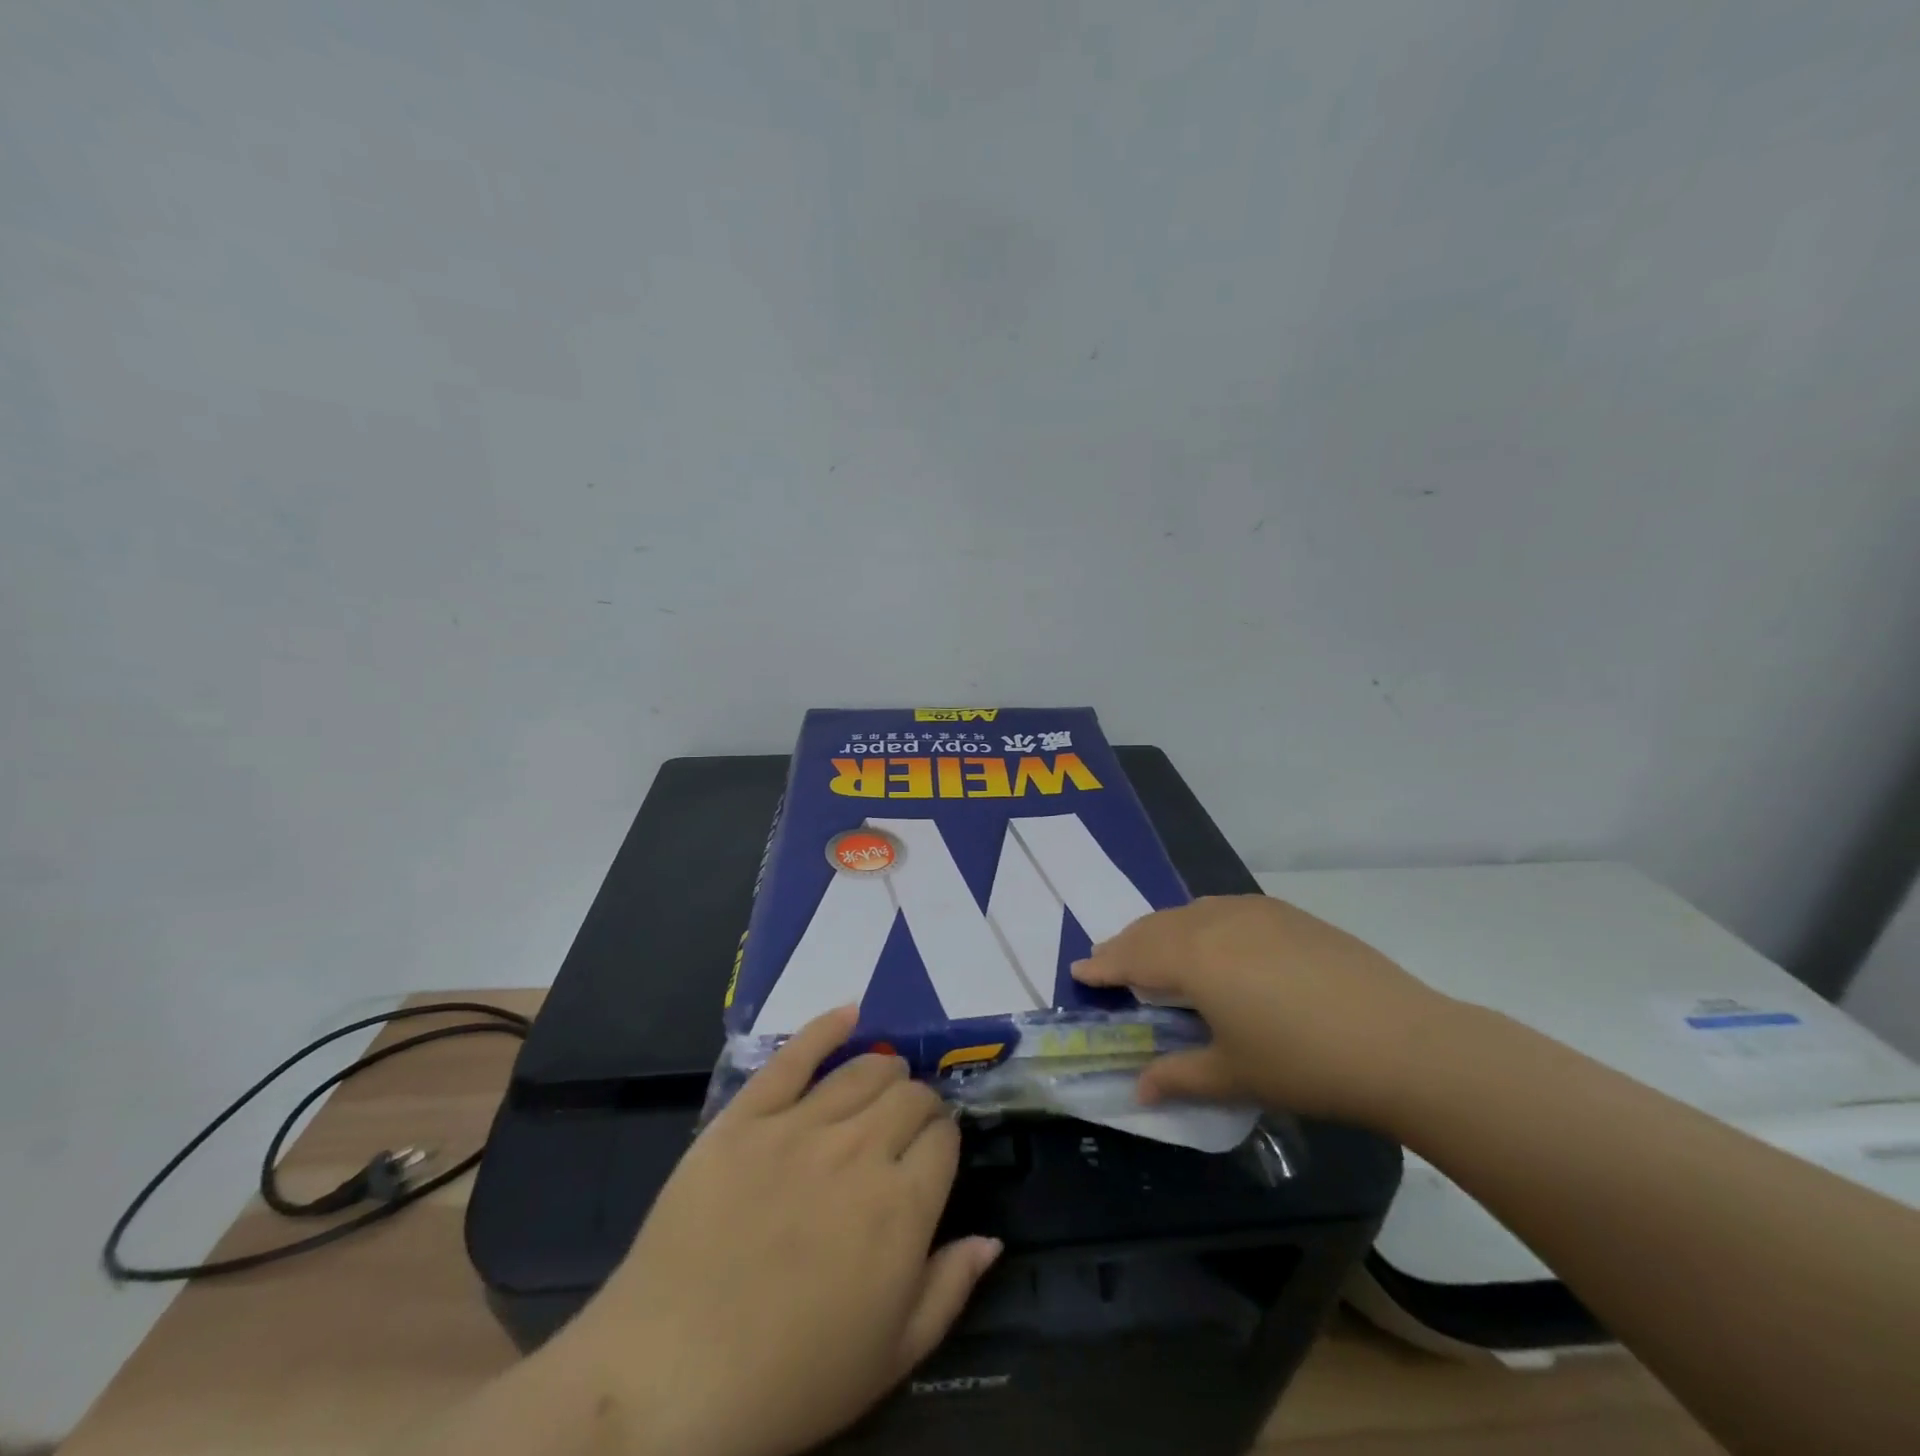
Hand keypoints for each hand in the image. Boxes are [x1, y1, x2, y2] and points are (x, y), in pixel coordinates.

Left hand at [559, 1006, 1000, 1455]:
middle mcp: (860, 1150)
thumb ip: (949, 1289)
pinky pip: (794, 1056)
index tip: (934, 1153)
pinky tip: (849, 1013)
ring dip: (885, 1068)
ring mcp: (800, 1126)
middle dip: (919, 1103)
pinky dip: (826, 1028)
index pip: (944, 1139)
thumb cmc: (789, 1381)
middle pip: (909, 1095)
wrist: (668, 1380)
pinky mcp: (747, 1116)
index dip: (944, 1141)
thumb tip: (992, 1238)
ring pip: (864, 1069)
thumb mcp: (890, 1358)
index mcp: (902, 1207)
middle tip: (907, 1124)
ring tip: (885, 1077)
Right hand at [1072, 894, 1450, 1125]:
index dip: (1103, 965)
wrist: (1401, 1040)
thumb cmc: (1304, 1063)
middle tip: (1109, 960)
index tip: (1080, 969)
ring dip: (1163, 929)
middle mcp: (1214, 922)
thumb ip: (1178, 1076)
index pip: (1133, 957)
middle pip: (1156, 927)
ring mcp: (1254, 912)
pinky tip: (1213, 939)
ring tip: (1155, 949)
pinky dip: (1200, 921)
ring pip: (1189, 912)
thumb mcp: (1234, 1075)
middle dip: (1127, 944)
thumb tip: (1139, 1091)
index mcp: (1193, 958)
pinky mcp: (1287, 913)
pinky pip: (1224, 908)